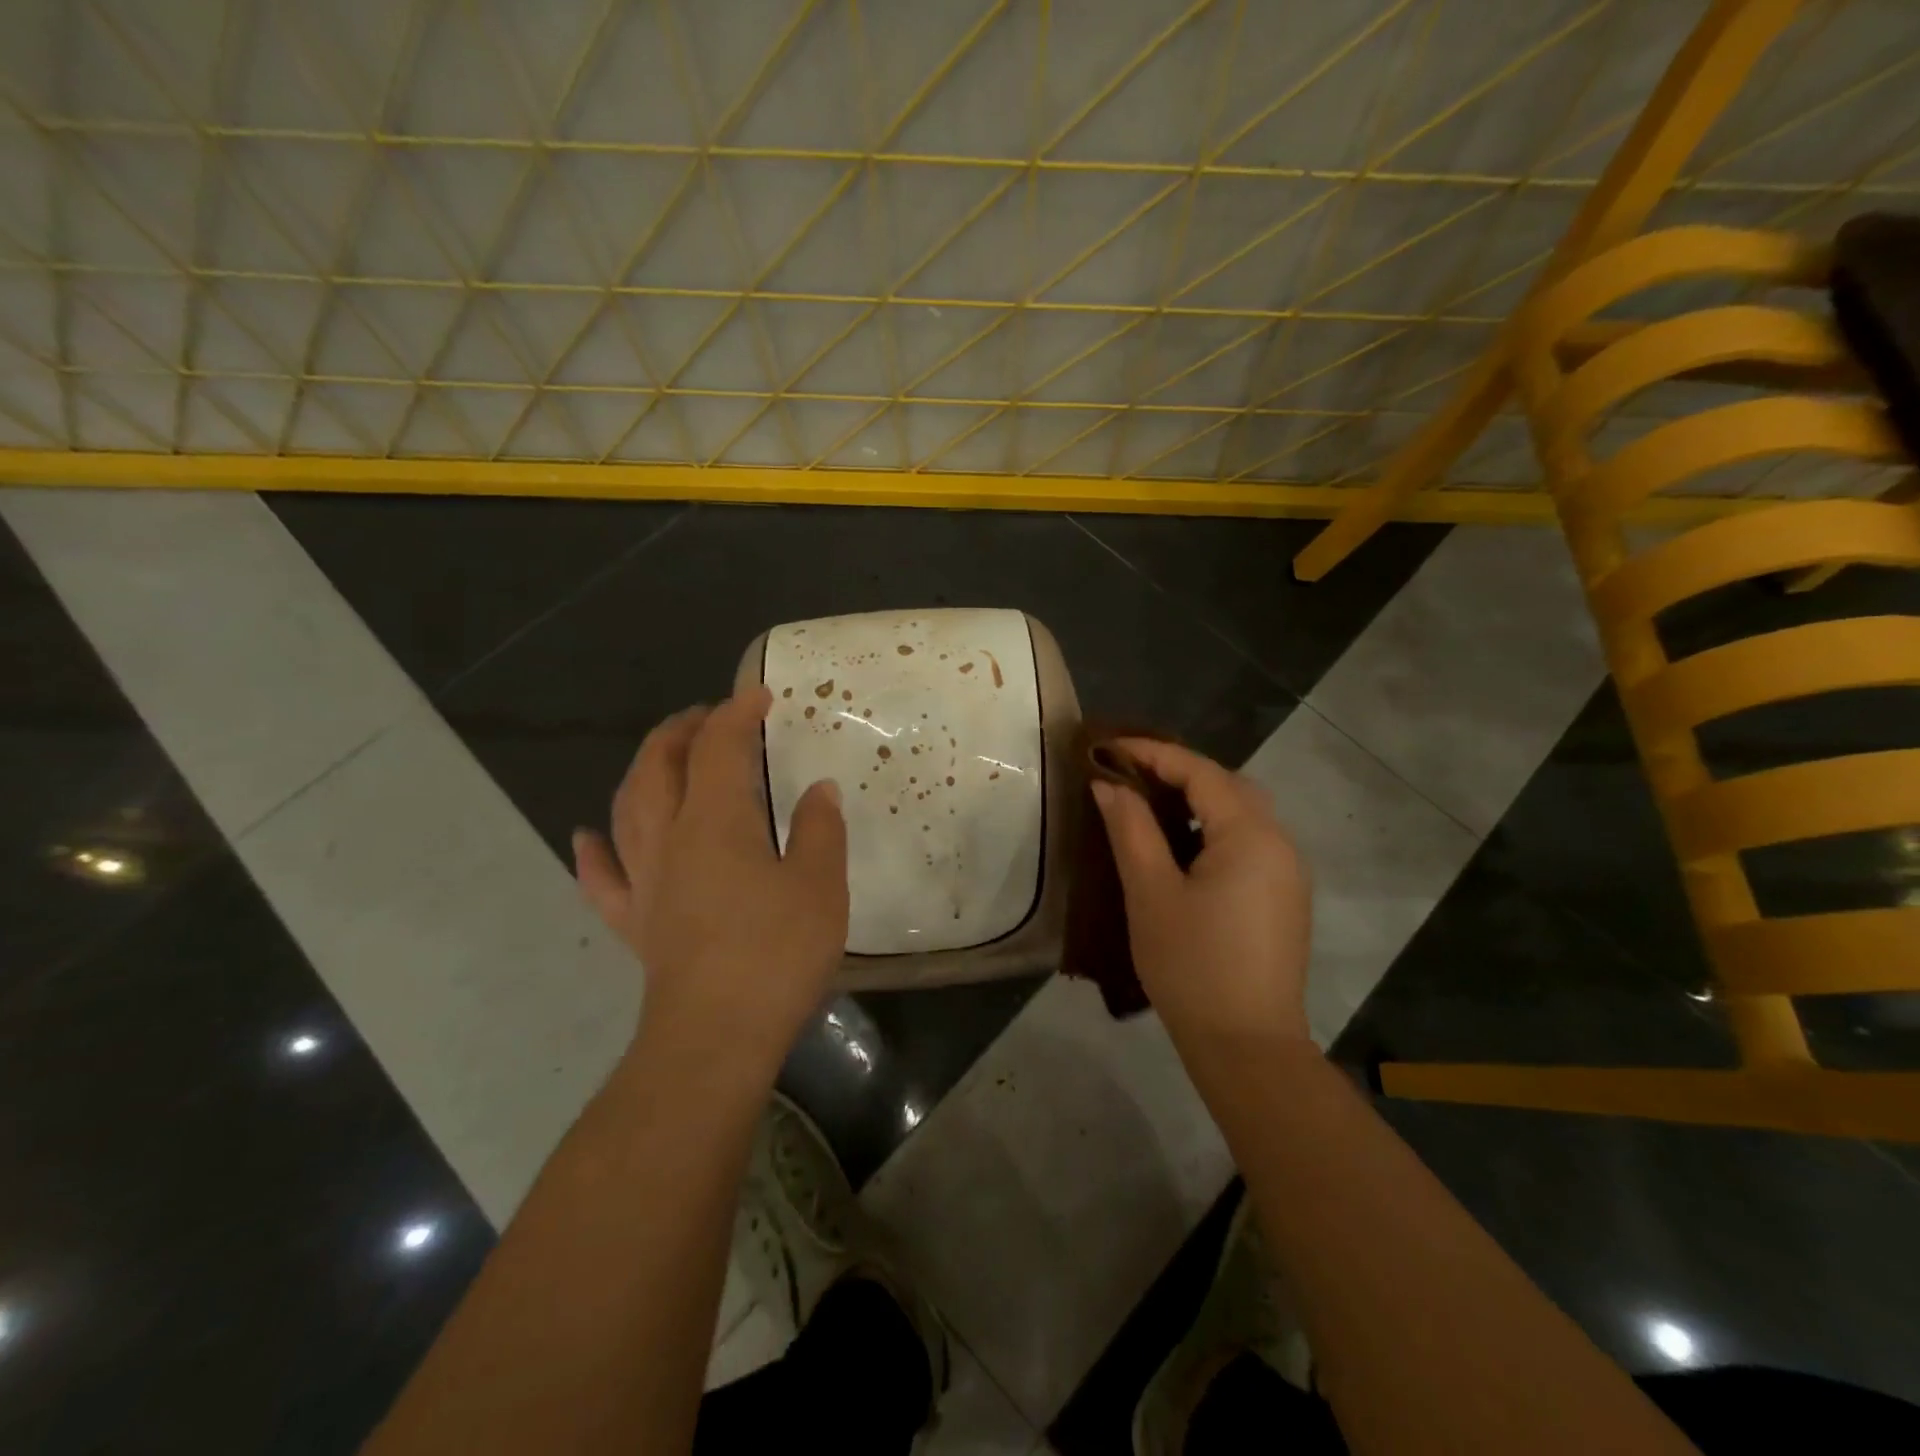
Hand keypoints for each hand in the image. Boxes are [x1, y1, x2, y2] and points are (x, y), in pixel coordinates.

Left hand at [573, 687, 848, 1074]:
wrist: (714, 1040)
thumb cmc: (774, 955)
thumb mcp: (820, 886)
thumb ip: (820, 830)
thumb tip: (819, 789)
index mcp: (715, 821)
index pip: (719, 746)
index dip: (737, 712)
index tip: (760, 695)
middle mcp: (669, 838)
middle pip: (659, 764)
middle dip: (682, 730)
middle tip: (710, 716)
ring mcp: (645, 881)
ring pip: (627, 807)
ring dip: (643, 770)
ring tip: (663, 755)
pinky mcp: (635, 923)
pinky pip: (603, 877)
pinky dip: (593, 850)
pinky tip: (588, 836)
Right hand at [1091, 739, 1311, 1047]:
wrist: (1247, 1046)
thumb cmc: (1192, 966)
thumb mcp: (1150, 893)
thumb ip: (1131, 830)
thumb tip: (1108, 785)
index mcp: (1251, 835)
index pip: (1200, 771)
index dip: (1152, 753)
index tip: (1108, 747)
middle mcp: (1280, 843)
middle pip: (1229, 785)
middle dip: (1178, 771)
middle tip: (1128, 773)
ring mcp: (1288, 872)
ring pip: (1242, 813)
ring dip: (1198, 799)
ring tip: (1149, 803)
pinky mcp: (1285, 898)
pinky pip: (1249, 841)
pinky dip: (1214, 828)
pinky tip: (1183, 846)